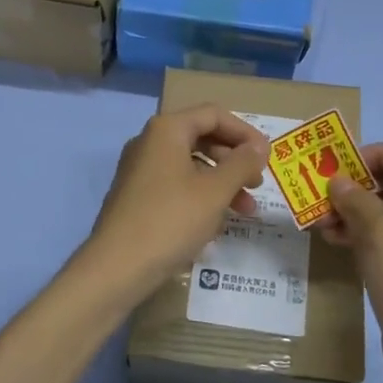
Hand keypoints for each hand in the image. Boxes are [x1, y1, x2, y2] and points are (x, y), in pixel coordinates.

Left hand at [80, 105, 267, 300]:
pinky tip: (216, 224)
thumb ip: (241, 164)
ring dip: (222, 183)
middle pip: (202, 138)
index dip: (245, 132)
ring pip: (190, 165)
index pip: (214, 115)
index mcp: (167, 130)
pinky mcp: (136, 197)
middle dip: (234, 160)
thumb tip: (259, 147)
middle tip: (257, 184)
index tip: (267, 157)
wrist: (116, 268)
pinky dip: (200, 197)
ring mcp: (140, 170)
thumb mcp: (215, 191)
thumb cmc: (170, 220)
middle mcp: (150, 142)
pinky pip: (176, 185)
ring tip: (246, 211)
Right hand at [320, 141, 382, 382]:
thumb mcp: (381, 231)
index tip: (343, 166)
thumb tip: (337, 181)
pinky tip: (331, 237)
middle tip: (324, 190)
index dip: (376, 153)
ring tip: (320, 217)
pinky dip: (359, 231)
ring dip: (353, 208)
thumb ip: (356, 198)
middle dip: (359, 183)